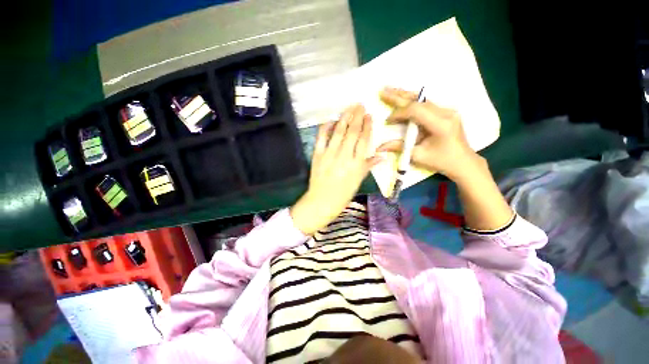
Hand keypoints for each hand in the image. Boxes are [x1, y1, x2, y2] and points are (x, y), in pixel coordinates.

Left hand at [291, 104, 381, 234]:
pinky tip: (331, 120)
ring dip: (345, 117)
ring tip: (350, 107)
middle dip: (357, 117)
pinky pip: (322, 137)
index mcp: (356, 164)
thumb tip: (383, 155)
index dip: (367, 126)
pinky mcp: (318, 154)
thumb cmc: (343, 194)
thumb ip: (368, 166)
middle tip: (360, 105)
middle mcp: (344, 156)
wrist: (322, 201)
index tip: (369, 116)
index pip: (364, 140)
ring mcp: (330, 154)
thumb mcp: (358, 181)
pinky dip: (326, 127)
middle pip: (352, 132)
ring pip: (339, 131)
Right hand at [379, 87, 512, 229]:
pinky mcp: (445, 112)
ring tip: (390, 90)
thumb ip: (399, 147)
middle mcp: (446, 112)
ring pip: (422, 99)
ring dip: (405, 95)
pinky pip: (426, 104)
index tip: (388, 121)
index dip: (399, 114)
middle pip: (418, 100)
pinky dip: (412, 101)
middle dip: (398, 96)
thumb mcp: (418, 156)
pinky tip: (403, 98)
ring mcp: (447, 110)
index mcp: (441, 124)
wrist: (463, 162)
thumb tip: (379, 147)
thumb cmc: (441, 162)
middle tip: (383, 91)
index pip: (415, 111)